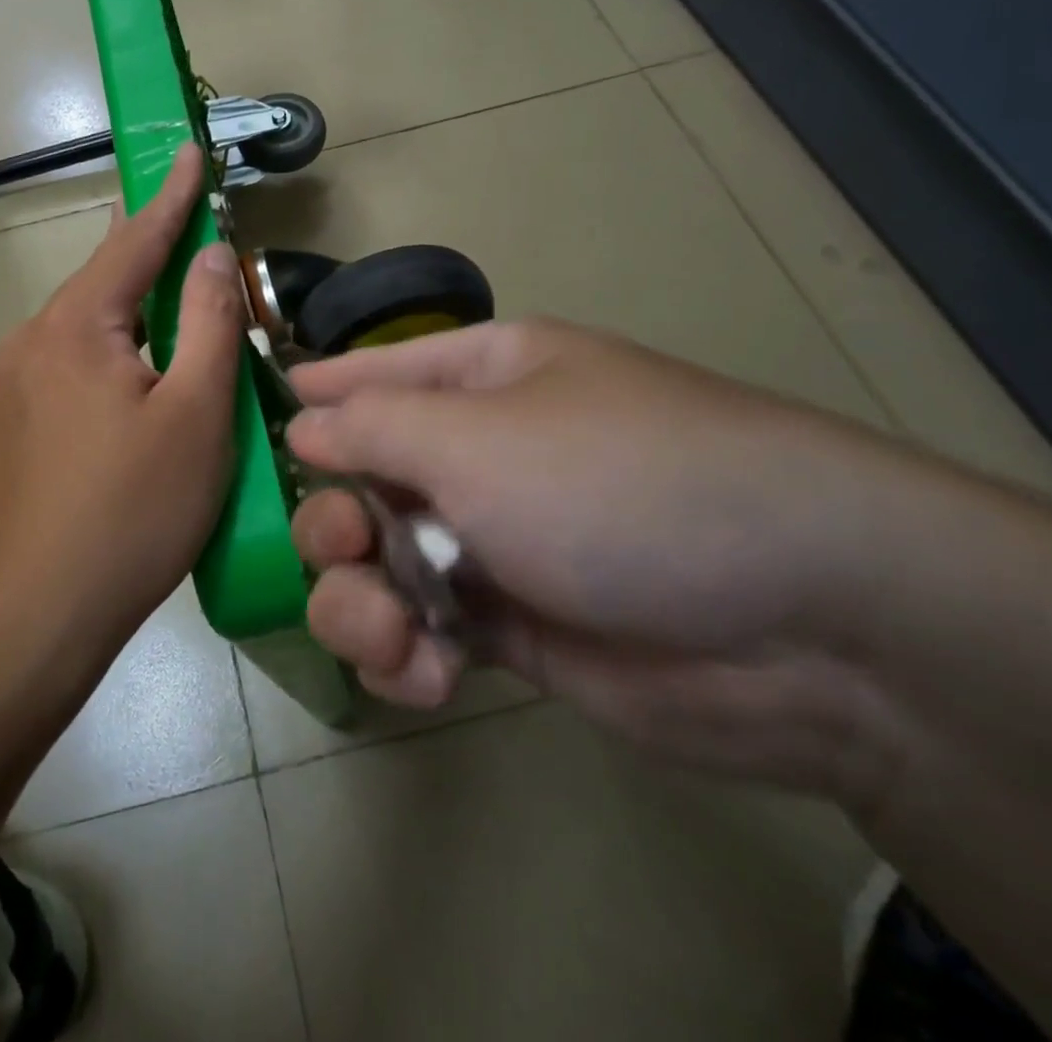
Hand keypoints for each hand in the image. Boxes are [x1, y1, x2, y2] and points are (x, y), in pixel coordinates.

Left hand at [0, 144, 244, 651]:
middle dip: (149, 255)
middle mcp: (29, 342)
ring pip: (86, 330)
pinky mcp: (6, 429)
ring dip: (132, 315)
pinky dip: (110, 357)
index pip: (133, 241)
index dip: (169, 196)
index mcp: (74, 327)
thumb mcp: (194, 413)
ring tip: (173, 313)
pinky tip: (132, 387)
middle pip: (103, 283)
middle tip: (191, 233)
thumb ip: (208, 323)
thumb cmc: (129, 511)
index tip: (186, 149)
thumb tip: (210, 255)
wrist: (29, 617)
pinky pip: (68, 368)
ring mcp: (9, 388)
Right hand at [287, 319, 907, 804]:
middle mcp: (481, 453)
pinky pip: (420, 632)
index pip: (370, 374)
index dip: (309, 396)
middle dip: (334, 522)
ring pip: (379, 565)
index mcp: (481, 380)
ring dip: (362, 605)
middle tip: (345, 551)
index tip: (251, 427)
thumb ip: (372, 428)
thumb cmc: (615, 484)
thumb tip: (303, 421)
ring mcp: (494, 542)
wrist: (800, 625)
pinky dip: (408, 656)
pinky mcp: (511, 627)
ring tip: (395, 640)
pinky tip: (429, 677)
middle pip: (360, 481)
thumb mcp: (478, 439)